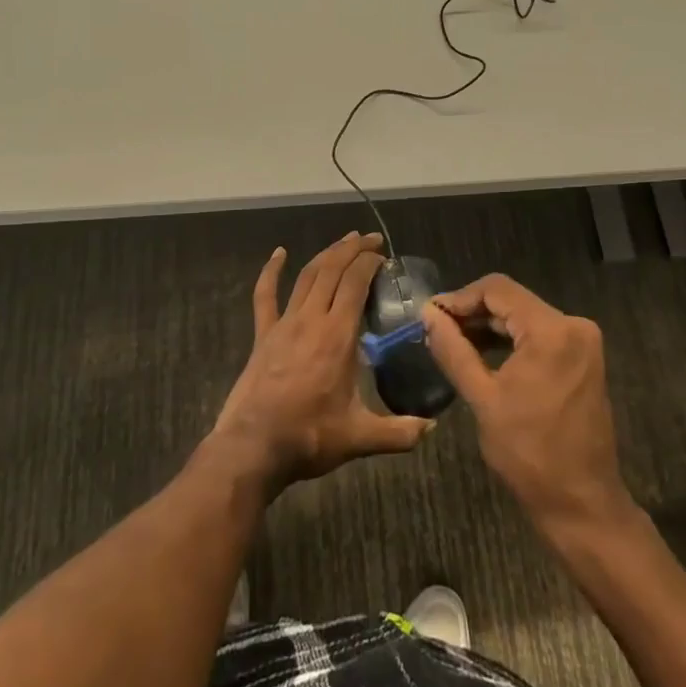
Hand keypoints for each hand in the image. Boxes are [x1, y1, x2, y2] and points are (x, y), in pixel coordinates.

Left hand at [210, 232, 429, 492]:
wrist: (254, 447)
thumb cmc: (309, 437)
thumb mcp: (360, 438)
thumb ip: (399, 432)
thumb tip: (432, 427)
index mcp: (337, 336)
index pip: (355, 284)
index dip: (370, 263)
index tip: (384, 255)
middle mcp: (311, 319)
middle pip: (332, 270)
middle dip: (352, 249)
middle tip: (371, 239)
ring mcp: (283, 324)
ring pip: (307, 276)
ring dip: (326, 254)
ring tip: (343, 241)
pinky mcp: (263, 335)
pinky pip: (265, 296)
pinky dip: (271, 271)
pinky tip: (278, 253)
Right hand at [422, 274, 632, 536]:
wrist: (582, 502)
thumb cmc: (529, 453)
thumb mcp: (482, 398)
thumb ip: (453, 349)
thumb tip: (428, 314)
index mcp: (552, 330)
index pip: (497, 289)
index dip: (459, 297)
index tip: (430, 315)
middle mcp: (573, 326)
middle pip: (512, 301)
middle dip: (472, 312)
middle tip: (435, 329)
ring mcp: (582, 342)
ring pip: (524, 316)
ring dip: (489, 326)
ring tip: (452, 341)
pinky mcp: (583, 358)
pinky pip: (539, 334)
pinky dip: (510, 339)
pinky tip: (482, 352)